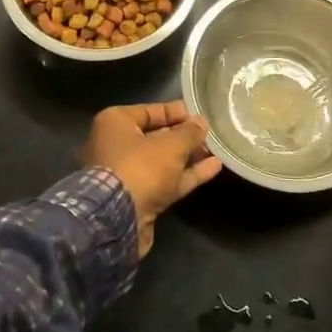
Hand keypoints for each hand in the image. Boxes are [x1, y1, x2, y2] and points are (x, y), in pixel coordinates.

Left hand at [81, 102, 223, 257]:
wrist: (118, 220)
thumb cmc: (140, 167)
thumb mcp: (171, 144)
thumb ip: (189, 132)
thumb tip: (202, 123)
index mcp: (115, 123)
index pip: (149, 111)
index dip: (176, 112)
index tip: (199, 115)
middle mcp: (116, 146)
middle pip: (156, 137)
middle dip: (183, 137)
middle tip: (209, 134)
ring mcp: (127, 175)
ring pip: (162, 162)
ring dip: (188, 156)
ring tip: (216, 149)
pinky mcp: (138, 200)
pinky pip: (166, 181)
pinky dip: (187, 175)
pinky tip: (213, 167)